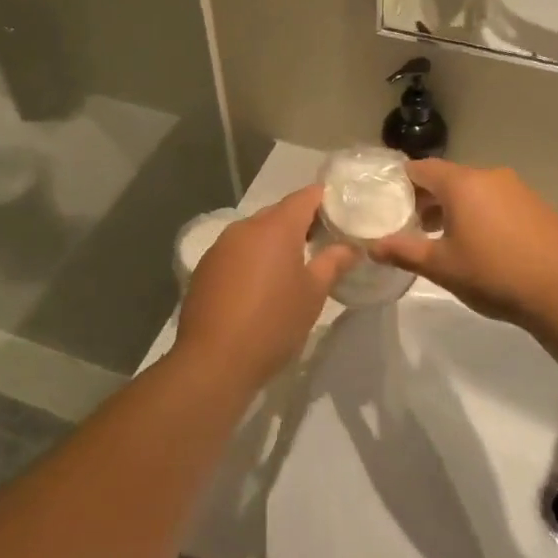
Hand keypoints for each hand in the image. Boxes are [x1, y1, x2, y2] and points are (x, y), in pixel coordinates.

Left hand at [175, 186, 354, 381]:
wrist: (213, 361)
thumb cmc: (273, 323)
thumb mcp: (313, 294)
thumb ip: (334, 262)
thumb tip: (351, 246)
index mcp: (275, 227)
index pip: (306, 196)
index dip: (327, 199)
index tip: (344, 213)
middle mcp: (245, 227)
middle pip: (280, 212)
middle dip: (303, 222)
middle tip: (326, 242)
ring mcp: (221, 246)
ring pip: (256, 231)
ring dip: (276, 241)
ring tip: (295, 265)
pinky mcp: (206, 267)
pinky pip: (238, 250)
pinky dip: (254, 257)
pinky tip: (263, 284)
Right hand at [366, 160, 557, 329]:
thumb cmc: (492, 274)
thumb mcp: (441, 267)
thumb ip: (403, 252)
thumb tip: (372, 247)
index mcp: (462, 183)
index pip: (421, 168)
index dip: (402, 182)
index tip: (389, 201)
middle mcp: (489, 176)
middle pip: (448, 177)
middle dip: (428, 197)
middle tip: (413, 225)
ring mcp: (517, 188)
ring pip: (475, 188)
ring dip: (456, 206)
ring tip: (446, 237)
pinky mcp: (536, 204)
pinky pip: (498, 199)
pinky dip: (482, 212)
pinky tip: (484, 243)